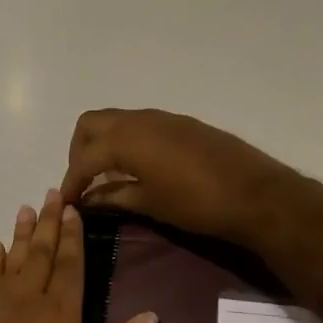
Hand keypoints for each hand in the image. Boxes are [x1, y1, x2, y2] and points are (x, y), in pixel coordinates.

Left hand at [0, 190, 157, 322]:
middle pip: (41, 255)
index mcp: (61, 318)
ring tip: (26, 209)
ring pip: (13, 262)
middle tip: (52, 194)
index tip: (73, 207)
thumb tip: (151, 316)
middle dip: (49, 224)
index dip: (72, 236)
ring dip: (22, 235)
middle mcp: (28, 304)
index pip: (70, 265)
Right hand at [59, 108, 300, 249]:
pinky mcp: (182, 124)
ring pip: (117, 121)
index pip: (84, 158)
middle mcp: (140, 120)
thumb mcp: (149, 204)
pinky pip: (140, 125)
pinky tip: (138, 168)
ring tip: (108, 176)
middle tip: (83, 181)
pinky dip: (127, 142)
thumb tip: (87, 198)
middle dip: (79, 151)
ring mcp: (163, 118)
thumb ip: (113, 196)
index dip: (70, 181)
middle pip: (91, 124)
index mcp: (126, 139)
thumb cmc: (196, 204)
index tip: (66, 202)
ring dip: (103, 144)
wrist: (256, 194)